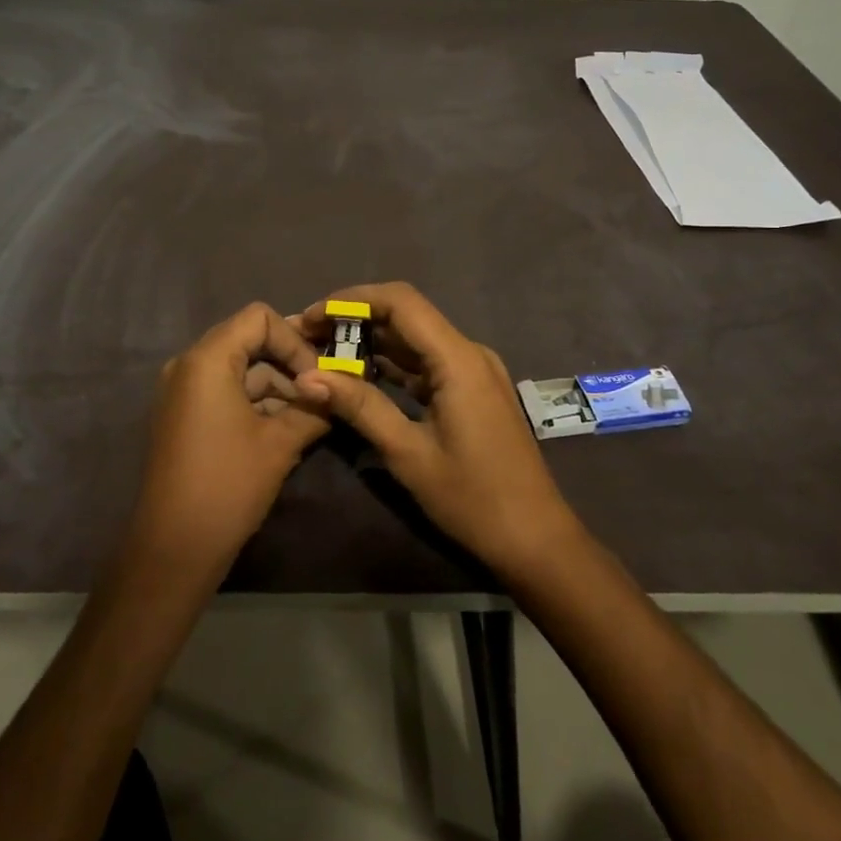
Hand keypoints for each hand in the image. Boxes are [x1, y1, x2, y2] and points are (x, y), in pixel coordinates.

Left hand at [125, 303, 330, 581]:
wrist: (173, 549)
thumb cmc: (228, 485)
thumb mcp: (280, 443)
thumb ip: (312, 407)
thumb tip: (339, 391)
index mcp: (207, 359)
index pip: (259, 318)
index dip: (294, 340)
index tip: (318, 375)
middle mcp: (188, 364)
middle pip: (248, 340)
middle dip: (289, 363)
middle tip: (322, 393)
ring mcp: (182, 391)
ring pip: (239, 369)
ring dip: (276, 386)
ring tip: (311, 416)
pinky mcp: (183, 416)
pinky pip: (224, 391)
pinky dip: (255, 402)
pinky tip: (285, 428)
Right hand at [293, 283, 579, 576]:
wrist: (536, 539)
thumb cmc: (473, 499)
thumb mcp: (408, 454)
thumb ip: (359, 406)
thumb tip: (305, 377)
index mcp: (458, 359)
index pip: (400, 302)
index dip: (351, 300)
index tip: (310, 317)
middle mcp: (468, 352)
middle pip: (405, 314)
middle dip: (354, 319)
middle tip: (307, 337)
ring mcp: (473, 370)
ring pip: (414, 338)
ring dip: (370, 340)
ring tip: (323, 353)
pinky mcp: (471, 389)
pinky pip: (425, 362)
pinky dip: (391, 363)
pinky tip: (358, 375)